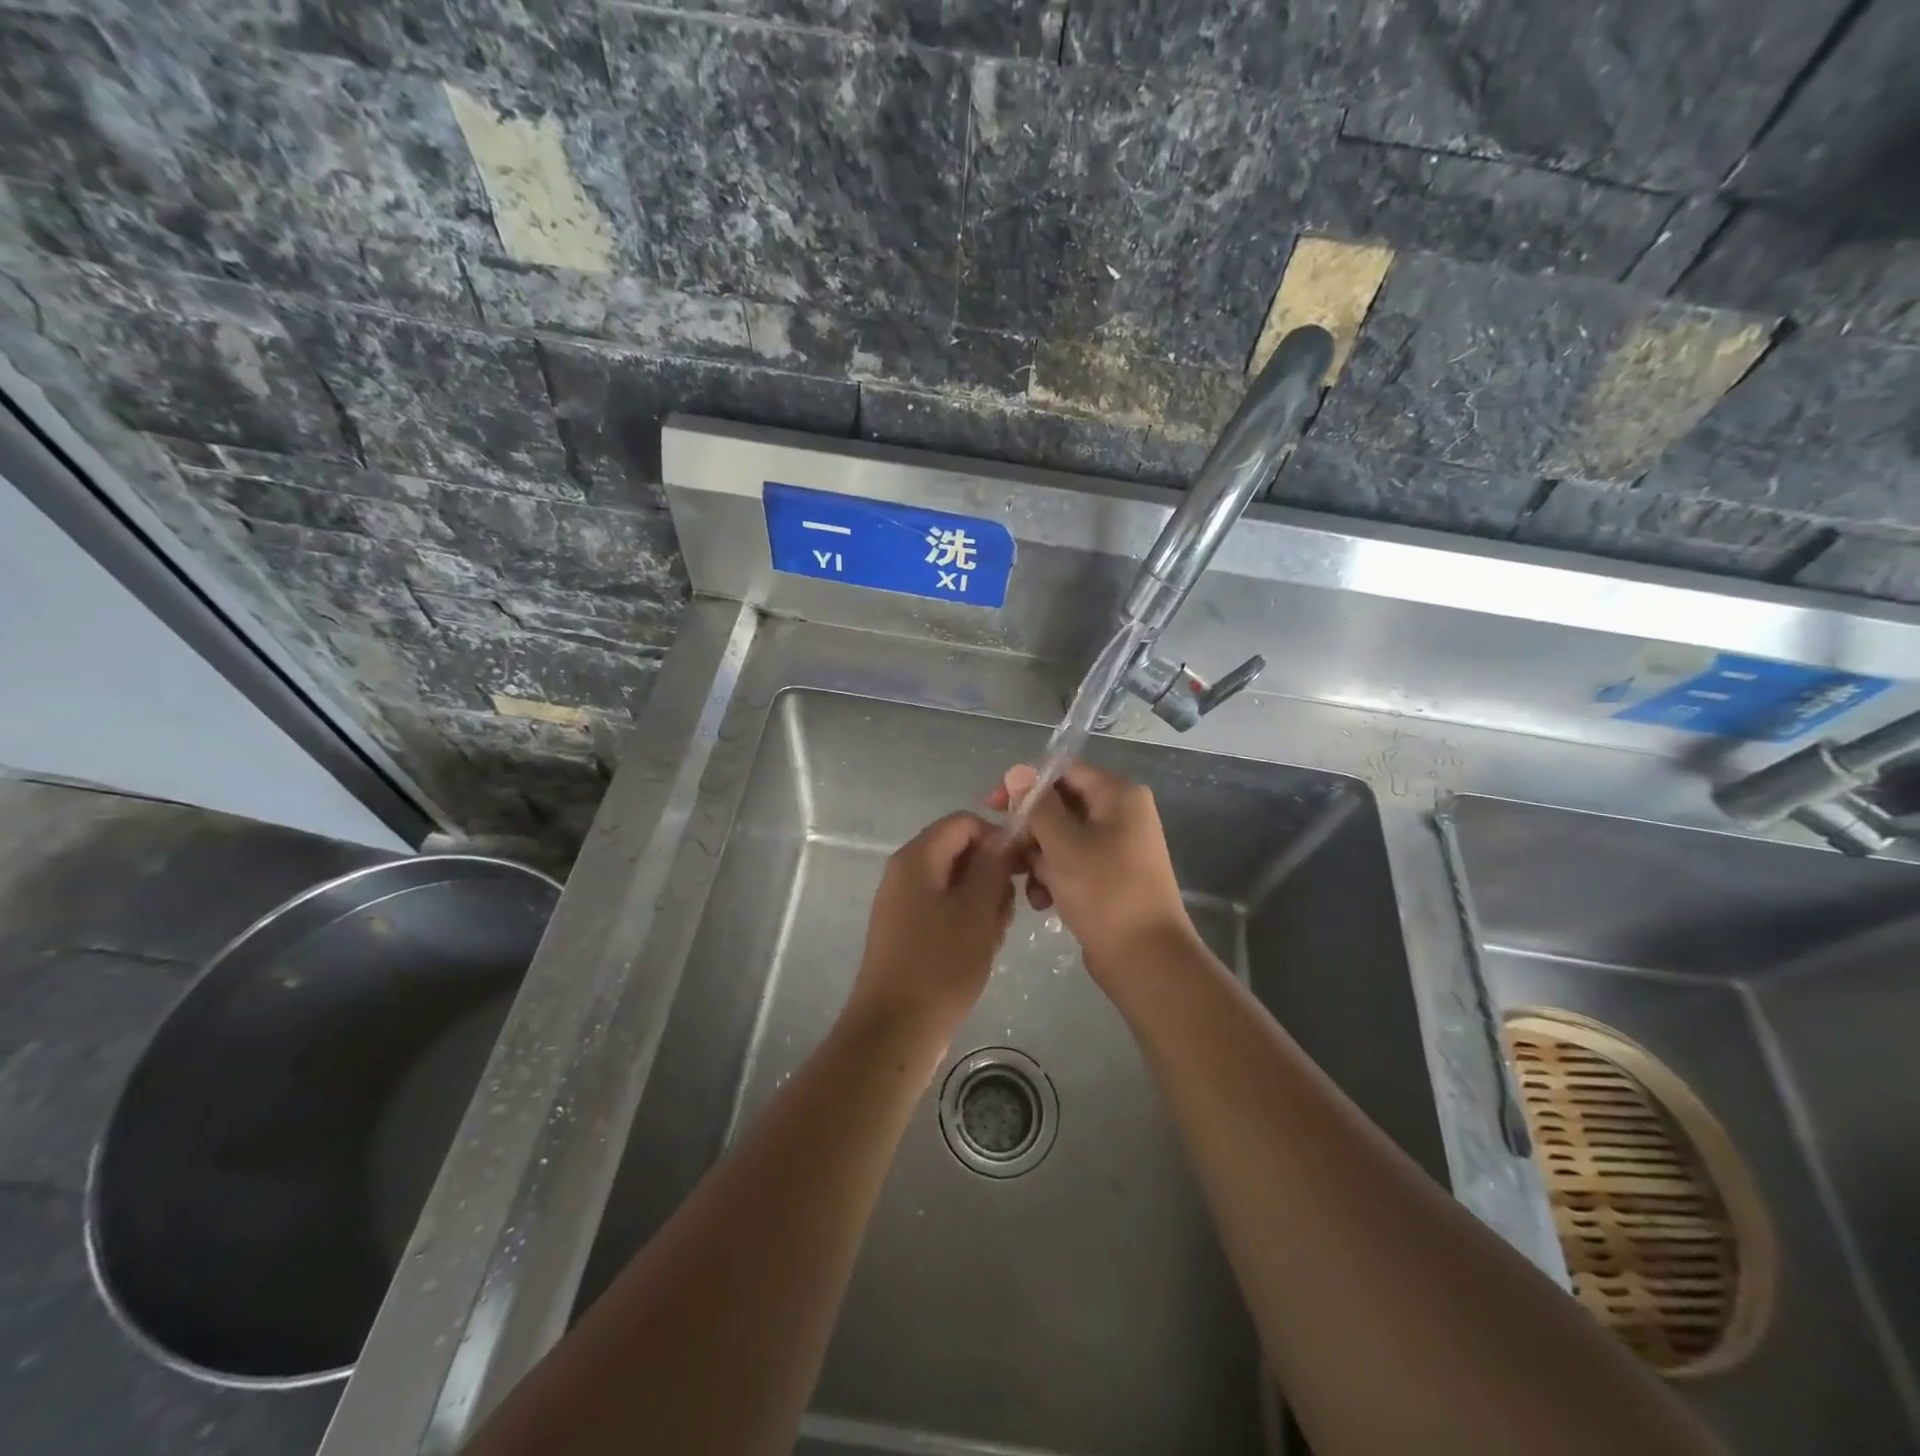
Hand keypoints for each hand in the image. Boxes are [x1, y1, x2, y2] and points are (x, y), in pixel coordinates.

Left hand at [844, 812, 1014, 1050]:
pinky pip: (945, 908)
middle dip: (992, 875)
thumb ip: (992, 866)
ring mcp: (904, 902)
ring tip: (993, 937)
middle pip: (960, 851)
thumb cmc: (940, 966)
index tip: (1022, 868)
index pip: (964, 822)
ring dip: (983, 902)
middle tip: (1008, 911)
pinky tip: (980, 949)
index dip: (997, 837)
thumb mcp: (976, 911)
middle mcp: (905, 872)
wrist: (895, 1031)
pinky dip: (968, 921)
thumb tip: (1005, 834)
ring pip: (957, 883)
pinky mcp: (908, 929)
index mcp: (916, 858)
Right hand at [989, 762, 1197, 980]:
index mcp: (1118, 795)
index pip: (1063, 771)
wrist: (1145, 959)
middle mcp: (1120, 814)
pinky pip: (1071, 863)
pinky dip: (1052, 877)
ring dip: (1037, 857)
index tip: (994, 805)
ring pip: (1061, 837)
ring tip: (1025, 883)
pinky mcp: (1108, 876)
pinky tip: (1041, 901)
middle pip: (1060, 805)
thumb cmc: (1105, 892)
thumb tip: (1017, 770)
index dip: (1026, 784)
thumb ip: (1037, 805)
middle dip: (1030, 829)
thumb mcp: (1064, 844)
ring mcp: (1116, 846)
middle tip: (1005, 850)